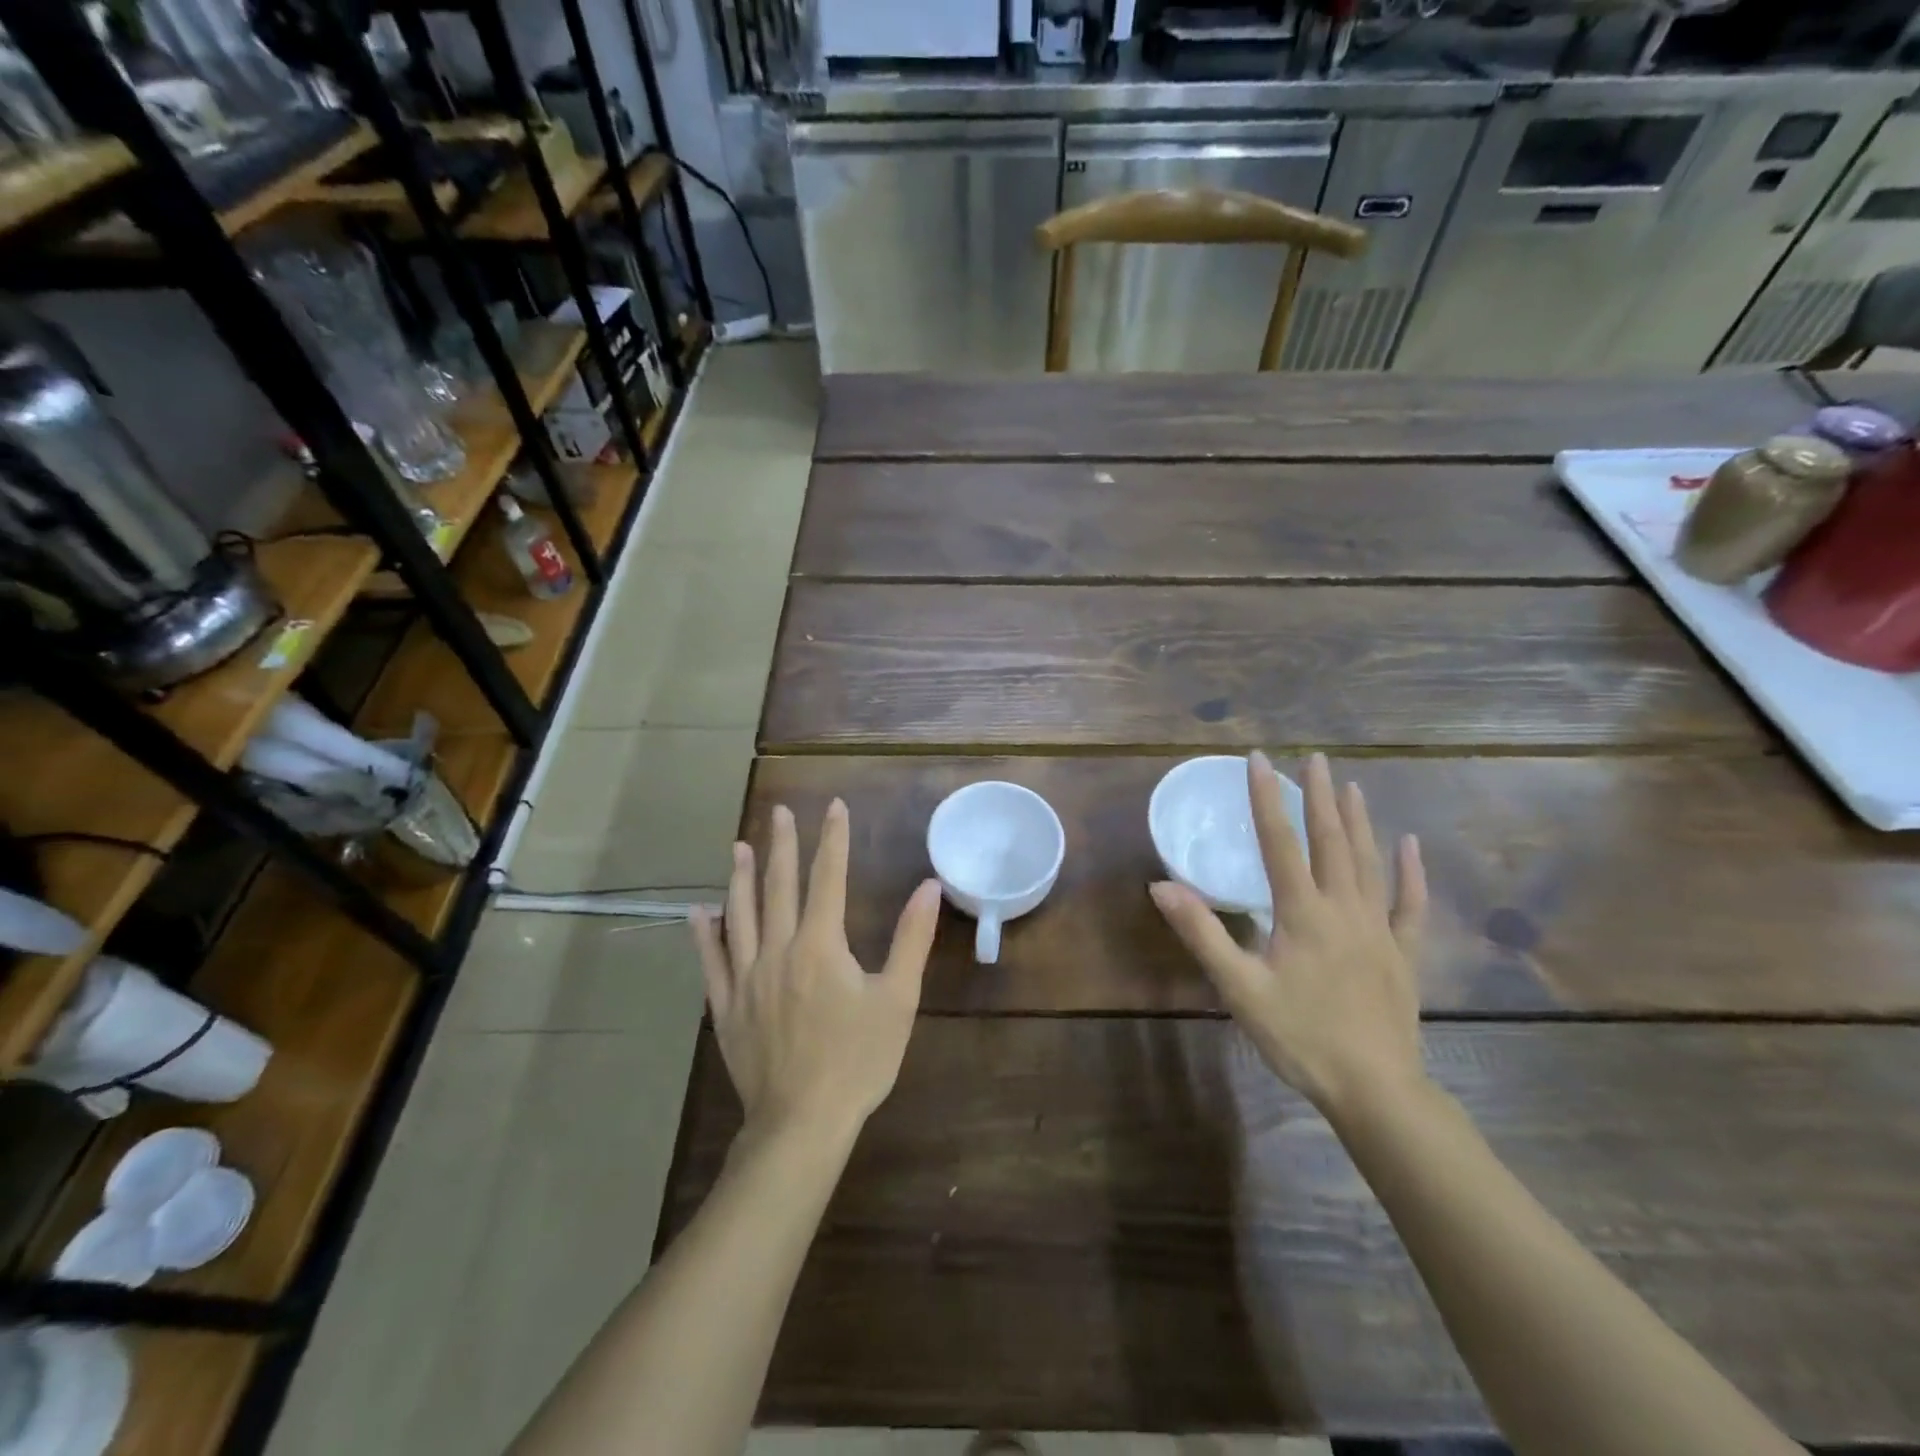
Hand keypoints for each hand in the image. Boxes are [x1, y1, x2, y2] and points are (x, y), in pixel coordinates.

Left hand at [692, 799, 941, 1142]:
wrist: (802, 1122)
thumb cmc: (857, 1060)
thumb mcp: (897, 999)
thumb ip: (911, 939)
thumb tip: (928, 886)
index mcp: (821, 944)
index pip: (828, 878)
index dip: (833, 839)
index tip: (833, 807)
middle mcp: (779, 950)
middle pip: (778, 886)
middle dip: (781, 845)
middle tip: (778, 812)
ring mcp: (746, 978)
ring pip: (740, 915)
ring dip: (740, 877)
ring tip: (738, 846)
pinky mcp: (727, 1006)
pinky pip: (711, 961)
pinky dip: (704, 934)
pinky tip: (698, 913)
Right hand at [1150, 752, 1428, 1117]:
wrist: (1375, 1090)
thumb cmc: (1300, 1037)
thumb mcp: (1239, 988)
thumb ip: (1202, 933)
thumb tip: (1162, 886)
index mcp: (1302, 913)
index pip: (1280, 842)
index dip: (1267, 798)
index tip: (1260, 759)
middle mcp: (1344, 909)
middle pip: (1331, 841)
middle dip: (1320, 796)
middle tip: (1315, 758)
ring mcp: (1379, 929)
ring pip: (1369, 862)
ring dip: (1359, 821)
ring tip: (1352, 785)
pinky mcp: (1403, 954)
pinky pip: (1410, 904)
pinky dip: (1410, 872)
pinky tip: (1410, 845)